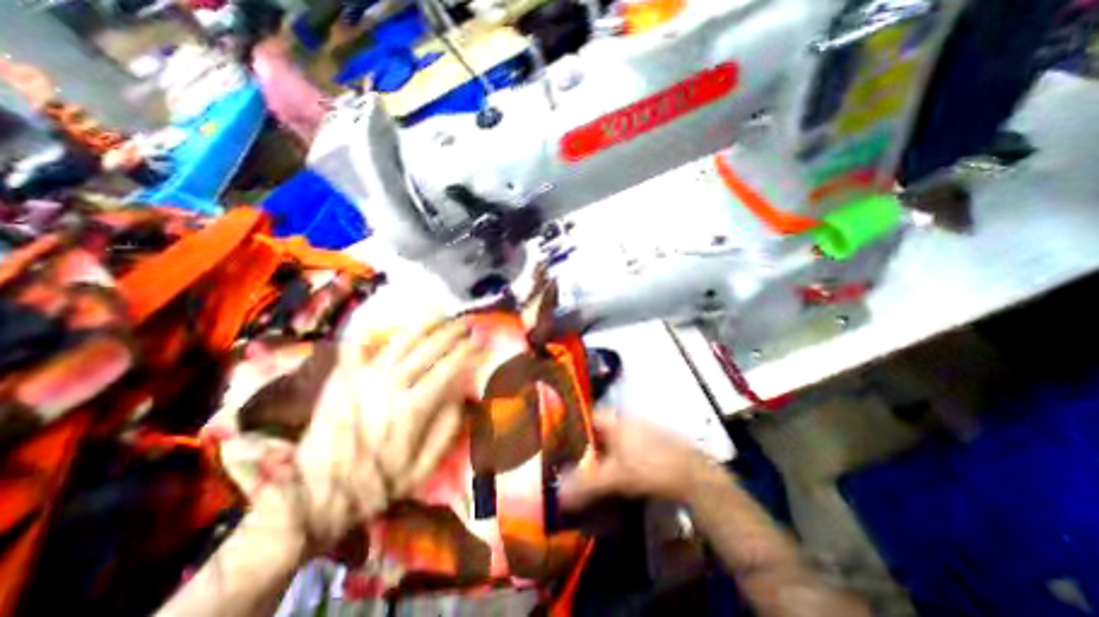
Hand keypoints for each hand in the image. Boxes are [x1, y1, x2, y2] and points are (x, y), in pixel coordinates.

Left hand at [260, 320, 480, 551]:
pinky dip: (369, 334)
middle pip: (428, 347)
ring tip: (440, 313)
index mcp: (413, 407)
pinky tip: (381, 325)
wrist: (315, 495)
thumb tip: (461, 396)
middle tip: (467, 323)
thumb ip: (447, 429)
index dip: (468, 351)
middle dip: (452, 332)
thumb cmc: (377, 483)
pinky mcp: (342, 378)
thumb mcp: (424, 467)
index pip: (448, 367)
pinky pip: (357, 347)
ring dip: (424, 324)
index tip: (480, 341)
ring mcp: (364, 377)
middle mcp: (391, 384)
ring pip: (401, 340)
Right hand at [560, 412, 722, 507]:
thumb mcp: (614, 478)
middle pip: (603, 427)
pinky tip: (626, 469)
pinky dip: (624, 453)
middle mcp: (629, 418)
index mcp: (616, 420)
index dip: (578, 428)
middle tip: (583, 461)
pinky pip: (632, 442)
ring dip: (609, 450)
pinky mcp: (657, 439)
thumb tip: (558, 494)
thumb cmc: (649, 468)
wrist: (692, 475)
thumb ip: (585, 485)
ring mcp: (645, 427)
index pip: (590, 416)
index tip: (569, 444)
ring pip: (619, 435)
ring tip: (602, 468)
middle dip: (592, 443)